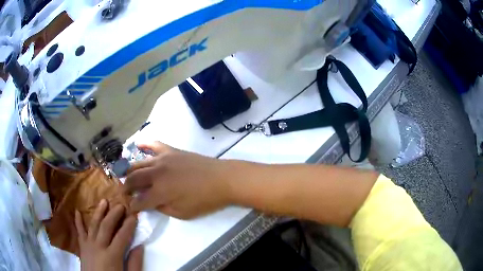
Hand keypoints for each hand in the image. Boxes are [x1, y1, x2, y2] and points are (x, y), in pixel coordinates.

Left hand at [75, 199, 142, 270]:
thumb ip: (135, 263)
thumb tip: (140, 246)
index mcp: (112, 256)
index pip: (122, 236)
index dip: (129, 225)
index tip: (135, 215)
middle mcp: (99, 247)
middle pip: (106, 226)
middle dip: (114, 214)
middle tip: (121, 204)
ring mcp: (88, 245)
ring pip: (93, 225)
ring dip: (98, 212)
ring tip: (103, 201)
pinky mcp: (82, 247)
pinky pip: (79, 232)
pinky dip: (78, 221)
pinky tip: (76, 211)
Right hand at [124, 142, 232, 219]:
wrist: (222, 179)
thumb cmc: (204, 200)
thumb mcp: (182, 213)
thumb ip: (162, 208)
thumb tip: (151, 203)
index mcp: (159, 192)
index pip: (139, 200)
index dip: (133, 205)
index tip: (130, 207)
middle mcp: (156, 174)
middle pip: (133, 179)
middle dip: (126, 187)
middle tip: (124, 191)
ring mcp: (163, 160)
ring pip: (139, 163)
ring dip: (130, 170)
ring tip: (126, 175)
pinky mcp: (171, 151)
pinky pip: (154, 144)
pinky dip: (144, 144)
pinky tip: (137, 144)